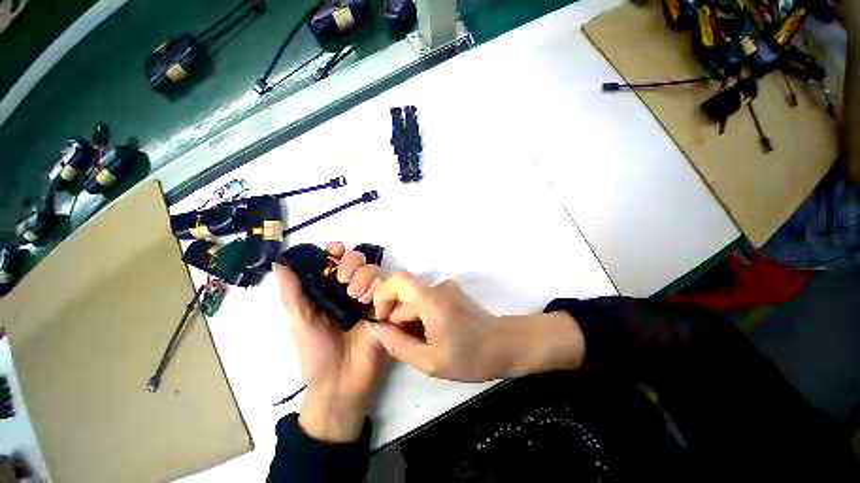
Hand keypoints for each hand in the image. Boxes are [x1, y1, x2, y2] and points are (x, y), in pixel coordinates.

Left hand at [274, 242, 385, 441]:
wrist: (342, 384)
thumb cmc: (317, 354)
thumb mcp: (300, 323)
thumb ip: (292, 294)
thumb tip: (279, 265)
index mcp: (330, 292)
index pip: (335, 262)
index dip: (336, 252)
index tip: (335, 250)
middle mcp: (351, 291)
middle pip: (359, 261)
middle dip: (352, 262)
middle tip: (345, 280)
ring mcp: (370, 299)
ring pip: (375, 271)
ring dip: (366, 276)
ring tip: (358, 297)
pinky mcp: (385, 309)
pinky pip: (389, 288)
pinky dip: (382, 288)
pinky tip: (374, 302)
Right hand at [367, 271, 585, 381]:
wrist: (504, 346)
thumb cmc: (469, 356)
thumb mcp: (429, 360)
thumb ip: (397, 344)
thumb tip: (374, 328)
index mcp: (430, 300)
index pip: (397, 279)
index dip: (383, 296)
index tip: (383, 320)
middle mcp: (436, 288)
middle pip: (404, 294)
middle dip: (396, 317)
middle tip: (401, 344)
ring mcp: (445, 290)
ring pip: (414, 299)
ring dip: (409, 319)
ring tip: (418, 344)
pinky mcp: (450, 295)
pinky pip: (425, 301)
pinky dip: (420, 317)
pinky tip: (428, 336)